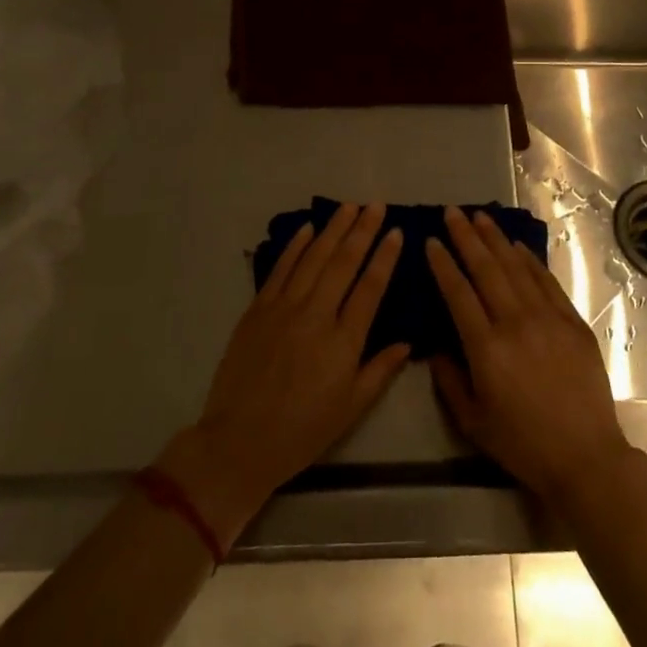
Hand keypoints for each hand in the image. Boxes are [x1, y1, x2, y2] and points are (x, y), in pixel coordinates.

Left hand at [159, 202, 409, 550]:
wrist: (239, 442)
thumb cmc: (302, 431)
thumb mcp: (351, 408)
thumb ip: (380, 371)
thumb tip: (407, 342)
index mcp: (344, 342)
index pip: (370, 287)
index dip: (385, 256)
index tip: (397, 231)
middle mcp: (316, 315)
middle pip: (344, 263)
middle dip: (362, 230)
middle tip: (376, 205)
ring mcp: (284, 308)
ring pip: (313, 258)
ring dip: (333, 229)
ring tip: (349, 206)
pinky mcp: (258, 310)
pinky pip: (280, 269)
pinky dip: (296, 246)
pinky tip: (308, 228)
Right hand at [427, 206, 635, 502]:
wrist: (586, 456)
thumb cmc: (523, 444)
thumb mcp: (472, 422)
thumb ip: (449, 380)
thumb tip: (436, 346)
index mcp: (486, 348)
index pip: (458, 293)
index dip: (443, 264)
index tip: (431, 241)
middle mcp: (515, 323)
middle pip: (486, 269)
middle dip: (466, 237)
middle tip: (452, 212)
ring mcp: (548, 318)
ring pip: (516, 268)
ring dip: (496, 239)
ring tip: (480, 217)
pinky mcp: (572, 322)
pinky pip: (547, 282)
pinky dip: (530, 261)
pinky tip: (517, 246)